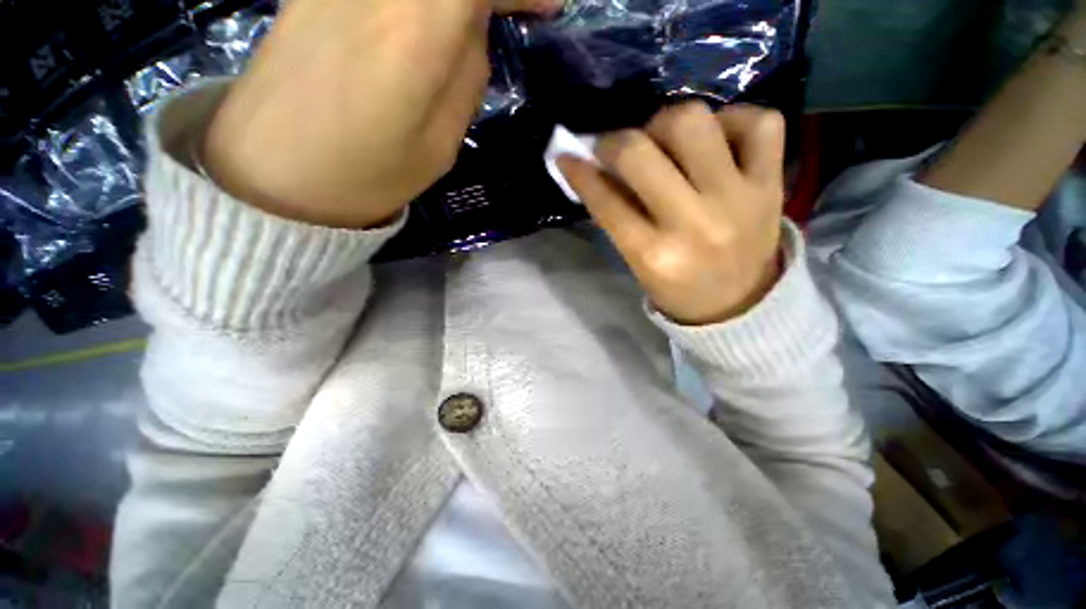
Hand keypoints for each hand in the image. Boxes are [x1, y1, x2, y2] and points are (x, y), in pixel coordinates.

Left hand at [203, 0, 558, 228]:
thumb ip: (467, 76)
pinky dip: (416, 6)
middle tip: (504, 16)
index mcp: (417, 26)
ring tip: (464, 31)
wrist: (274, 176)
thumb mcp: (440, 143)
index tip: (546, 7)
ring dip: (449, 8)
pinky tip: (422, 25)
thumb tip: (475, 31)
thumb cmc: (367, 174)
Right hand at [558, 102, 785, 325]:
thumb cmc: (679, 288)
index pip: (605, 200)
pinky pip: (760, 122)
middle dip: (615, 142)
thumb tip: (594, 169)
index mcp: (654, 256)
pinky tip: (716, 140)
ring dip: (666, 124)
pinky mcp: (772, 183)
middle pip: (640, 152)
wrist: (741, 304)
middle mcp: (694, 224)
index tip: (567, 156)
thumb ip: (616, 216)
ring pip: (693, 122)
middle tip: (615, 149)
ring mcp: (739, 198)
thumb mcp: (638, 263)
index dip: (579, 172)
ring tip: (665, 143)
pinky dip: (733, 119)